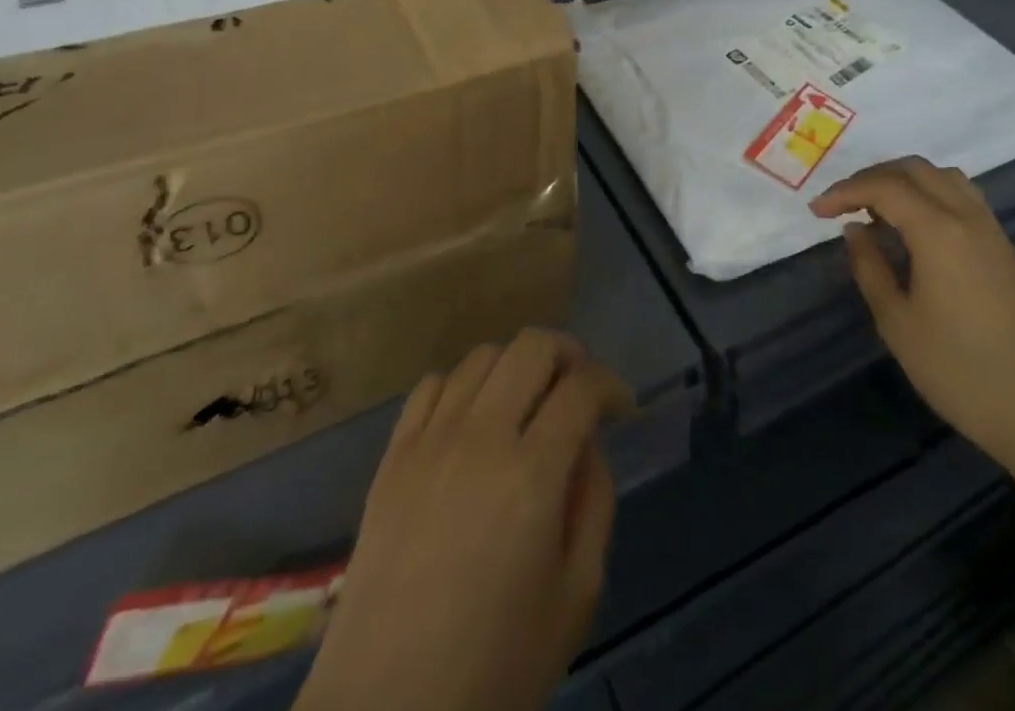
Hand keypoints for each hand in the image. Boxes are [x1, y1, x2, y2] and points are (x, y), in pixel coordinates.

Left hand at [299, 329, 634, 710]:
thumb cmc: (495, 669)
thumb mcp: (577, 596)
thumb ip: (594, 502)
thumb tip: (587, 443)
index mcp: (532, 476)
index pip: (582, 387)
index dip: (612, 384)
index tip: (622, 407)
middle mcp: (481, 439)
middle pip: (532, 346)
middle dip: (569, 354)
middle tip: (580, 389)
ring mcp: (430, 442)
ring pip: (483, 356)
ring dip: (517, 367)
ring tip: (527, 404)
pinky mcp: (392, 457)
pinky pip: (432, 385)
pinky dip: (464, 386)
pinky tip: (473, 421)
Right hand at [811, 157, 1014, 470]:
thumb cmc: (959, 370)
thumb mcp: (897, 322)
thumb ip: (870, 267)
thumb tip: (855, 230)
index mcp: (939, 231)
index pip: (884, 187)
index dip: (845, 191)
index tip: (817, 211)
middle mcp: (967, 217)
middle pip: (914, 169)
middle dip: (871, 177)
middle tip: (842, 204)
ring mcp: (991, 230)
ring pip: (942, 176)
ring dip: (903, 180)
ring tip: (877, 210)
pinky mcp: (1003, 248)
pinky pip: (962, 196)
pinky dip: (929, 193)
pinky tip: (914, 226)